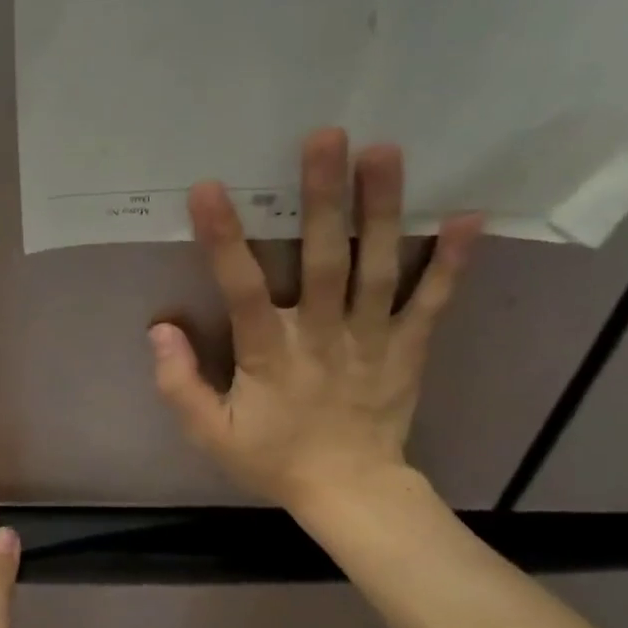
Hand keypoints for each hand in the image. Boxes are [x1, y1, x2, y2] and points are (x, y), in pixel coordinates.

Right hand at [149, 128, 482, 513]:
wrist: (348, 490)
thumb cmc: (273, 459)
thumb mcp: (210, 435)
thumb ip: (180, 385)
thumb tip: (160, 329)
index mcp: (269, 357)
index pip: (242, 291)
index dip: (225, 240)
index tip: (210, 189)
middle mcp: (322, 337)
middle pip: (324, 261)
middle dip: (322, 199)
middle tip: (325, 137)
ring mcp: (372, 339)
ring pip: (378, 268)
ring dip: (382, 210)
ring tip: (384, 151)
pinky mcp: (408, 348)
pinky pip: (432, 301)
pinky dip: (451, 261)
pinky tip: (467, 216)